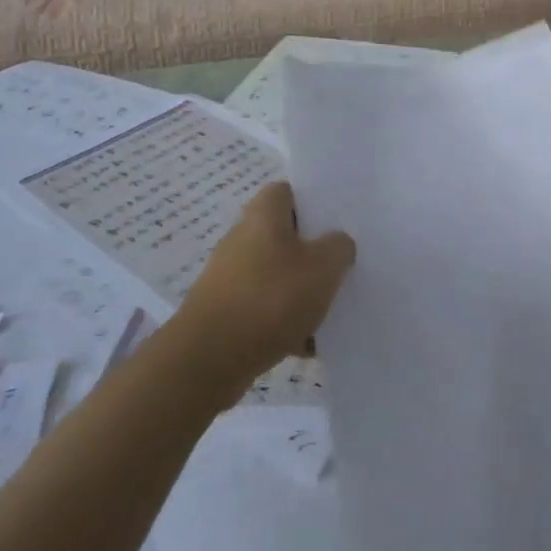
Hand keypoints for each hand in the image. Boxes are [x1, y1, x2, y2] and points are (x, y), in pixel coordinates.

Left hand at [173, 181, 354, 393]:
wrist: (209, 359)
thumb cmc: (271, 298)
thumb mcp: (324, 267)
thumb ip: (339, 247)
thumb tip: (337, 242)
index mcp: (263, 214)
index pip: (288, 190)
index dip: (313, 201)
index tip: (337, 221)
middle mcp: (242, 238)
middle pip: (284, 235)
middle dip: (312, 252)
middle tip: (341, 267)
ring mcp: (230, 276)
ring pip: (276, 275)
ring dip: (300, 292)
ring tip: (327, 313)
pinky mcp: (224, 312)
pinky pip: (263, 309)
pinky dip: (283, 323)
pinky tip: (305, 344)